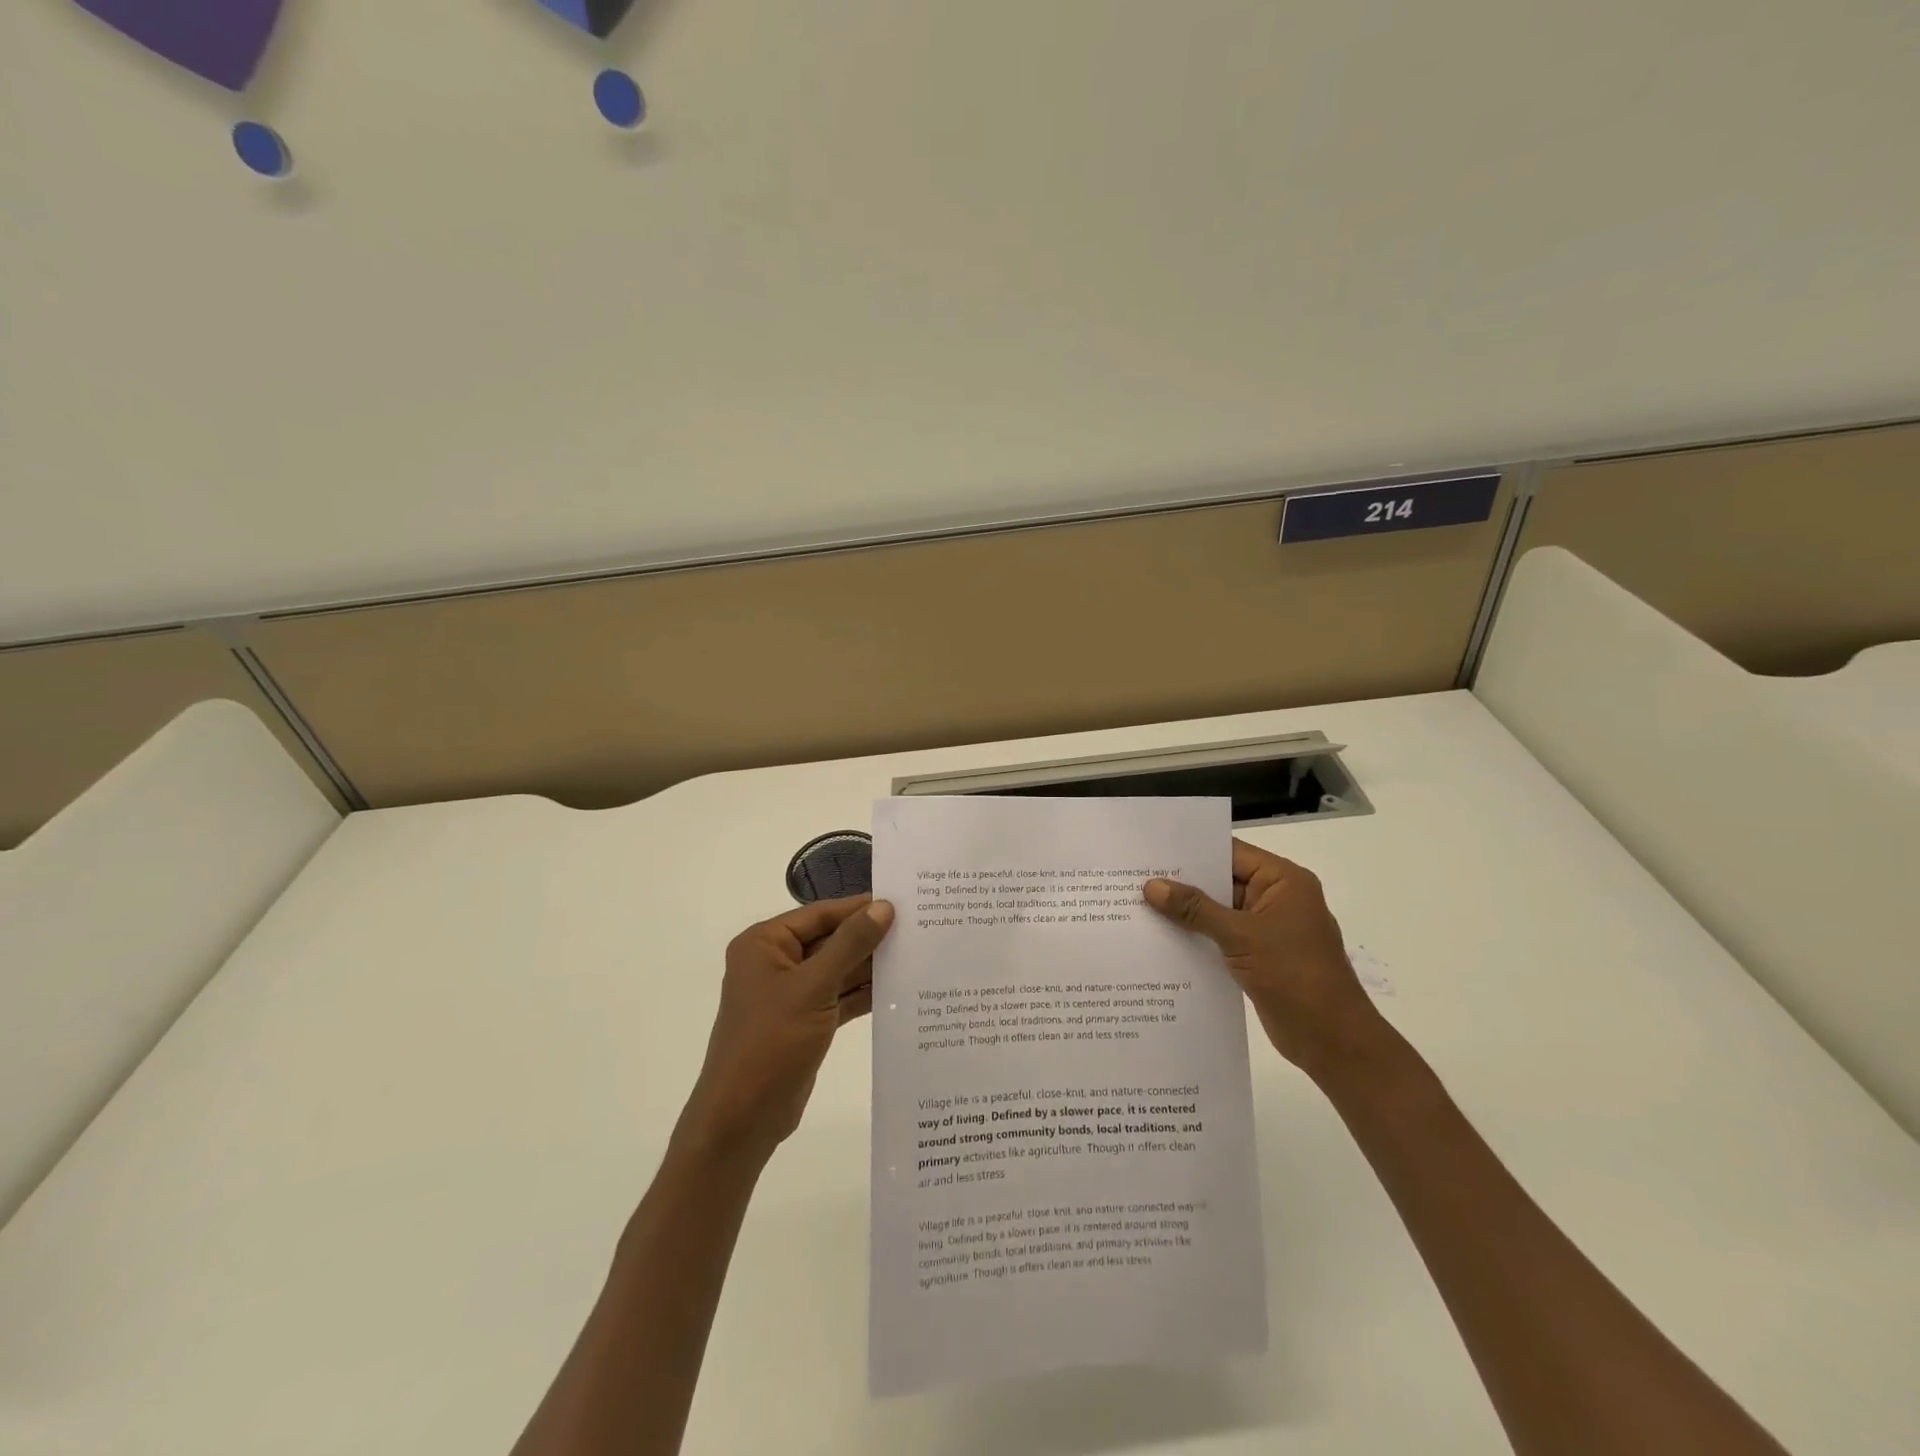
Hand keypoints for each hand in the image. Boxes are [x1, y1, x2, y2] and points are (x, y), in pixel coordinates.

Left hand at [678, 895, 894, 1161]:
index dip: (860, 907)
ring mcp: (790, 994)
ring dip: (871, 966)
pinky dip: (864, 994)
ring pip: (838, 969)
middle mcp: (775, 962)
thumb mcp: (813, 988)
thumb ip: (850, 945)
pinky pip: (839, 997)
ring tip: (918, 955)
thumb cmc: (770, 1043)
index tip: (903, 902)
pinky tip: (899, 989)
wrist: (741, 1120)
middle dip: (870, 938)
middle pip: (831, 940)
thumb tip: (884, 906)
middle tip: (918, 928)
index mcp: (764, 943)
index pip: (820, 914)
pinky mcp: (805, 1021)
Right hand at [1145, 839, 1382, 1076]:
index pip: (1230, 853)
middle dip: (1182, 882)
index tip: (1151, 849)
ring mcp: (1267, 928)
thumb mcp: (1241, 936)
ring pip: (1218, 911)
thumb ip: (1195, 909)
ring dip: (1186, 912)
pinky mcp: (1258, 955)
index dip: (1191, 851)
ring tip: (1138, 904)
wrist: (1332, 1041)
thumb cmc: (1294, 975)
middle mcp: (1275, 898)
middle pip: (1222, 880)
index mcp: (1283, 881)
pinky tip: (1161, 938)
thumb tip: (1152, 886)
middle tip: (1135, 876)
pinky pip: (1221, 936)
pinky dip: (1196, 936)